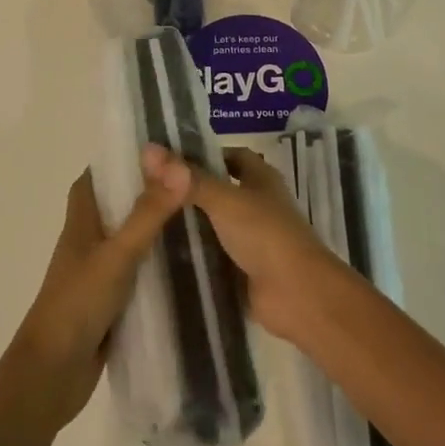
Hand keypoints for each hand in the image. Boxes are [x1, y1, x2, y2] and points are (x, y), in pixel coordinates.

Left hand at [7, 166, 191, 432]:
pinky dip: (159, 264)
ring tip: (202, 216)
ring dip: (158, 228)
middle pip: (120, 204)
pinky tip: (190, 264)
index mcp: (82, 219)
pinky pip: (139, 271)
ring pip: (131, 238)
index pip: (99, 175)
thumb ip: (148, 213)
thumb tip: (181, 168)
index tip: (163, 147)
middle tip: (194, 181)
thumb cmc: (78, 303)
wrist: (52, 374)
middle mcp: (89, 239)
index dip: (124, 159)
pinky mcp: (111, 300)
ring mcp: (99, 270)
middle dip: (151, 192)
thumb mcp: (117, 254)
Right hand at [143, 143, 348, 343]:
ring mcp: (252, 239)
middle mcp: (257, 204)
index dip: (203, 154)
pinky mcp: (243, 270)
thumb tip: (148, 150)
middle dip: (188, 190)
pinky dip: (194, 255)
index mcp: (261, 178)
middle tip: (148, 190)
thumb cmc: (265, 234)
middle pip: (219, 190)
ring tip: (147, 219)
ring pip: (214, 224)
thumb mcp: (224, 199)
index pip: (230, 156)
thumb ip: (187, 178)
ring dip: (189, 224)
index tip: (167, 159)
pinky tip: (163, 254)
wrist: (297, 295)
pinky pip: (214, 256)